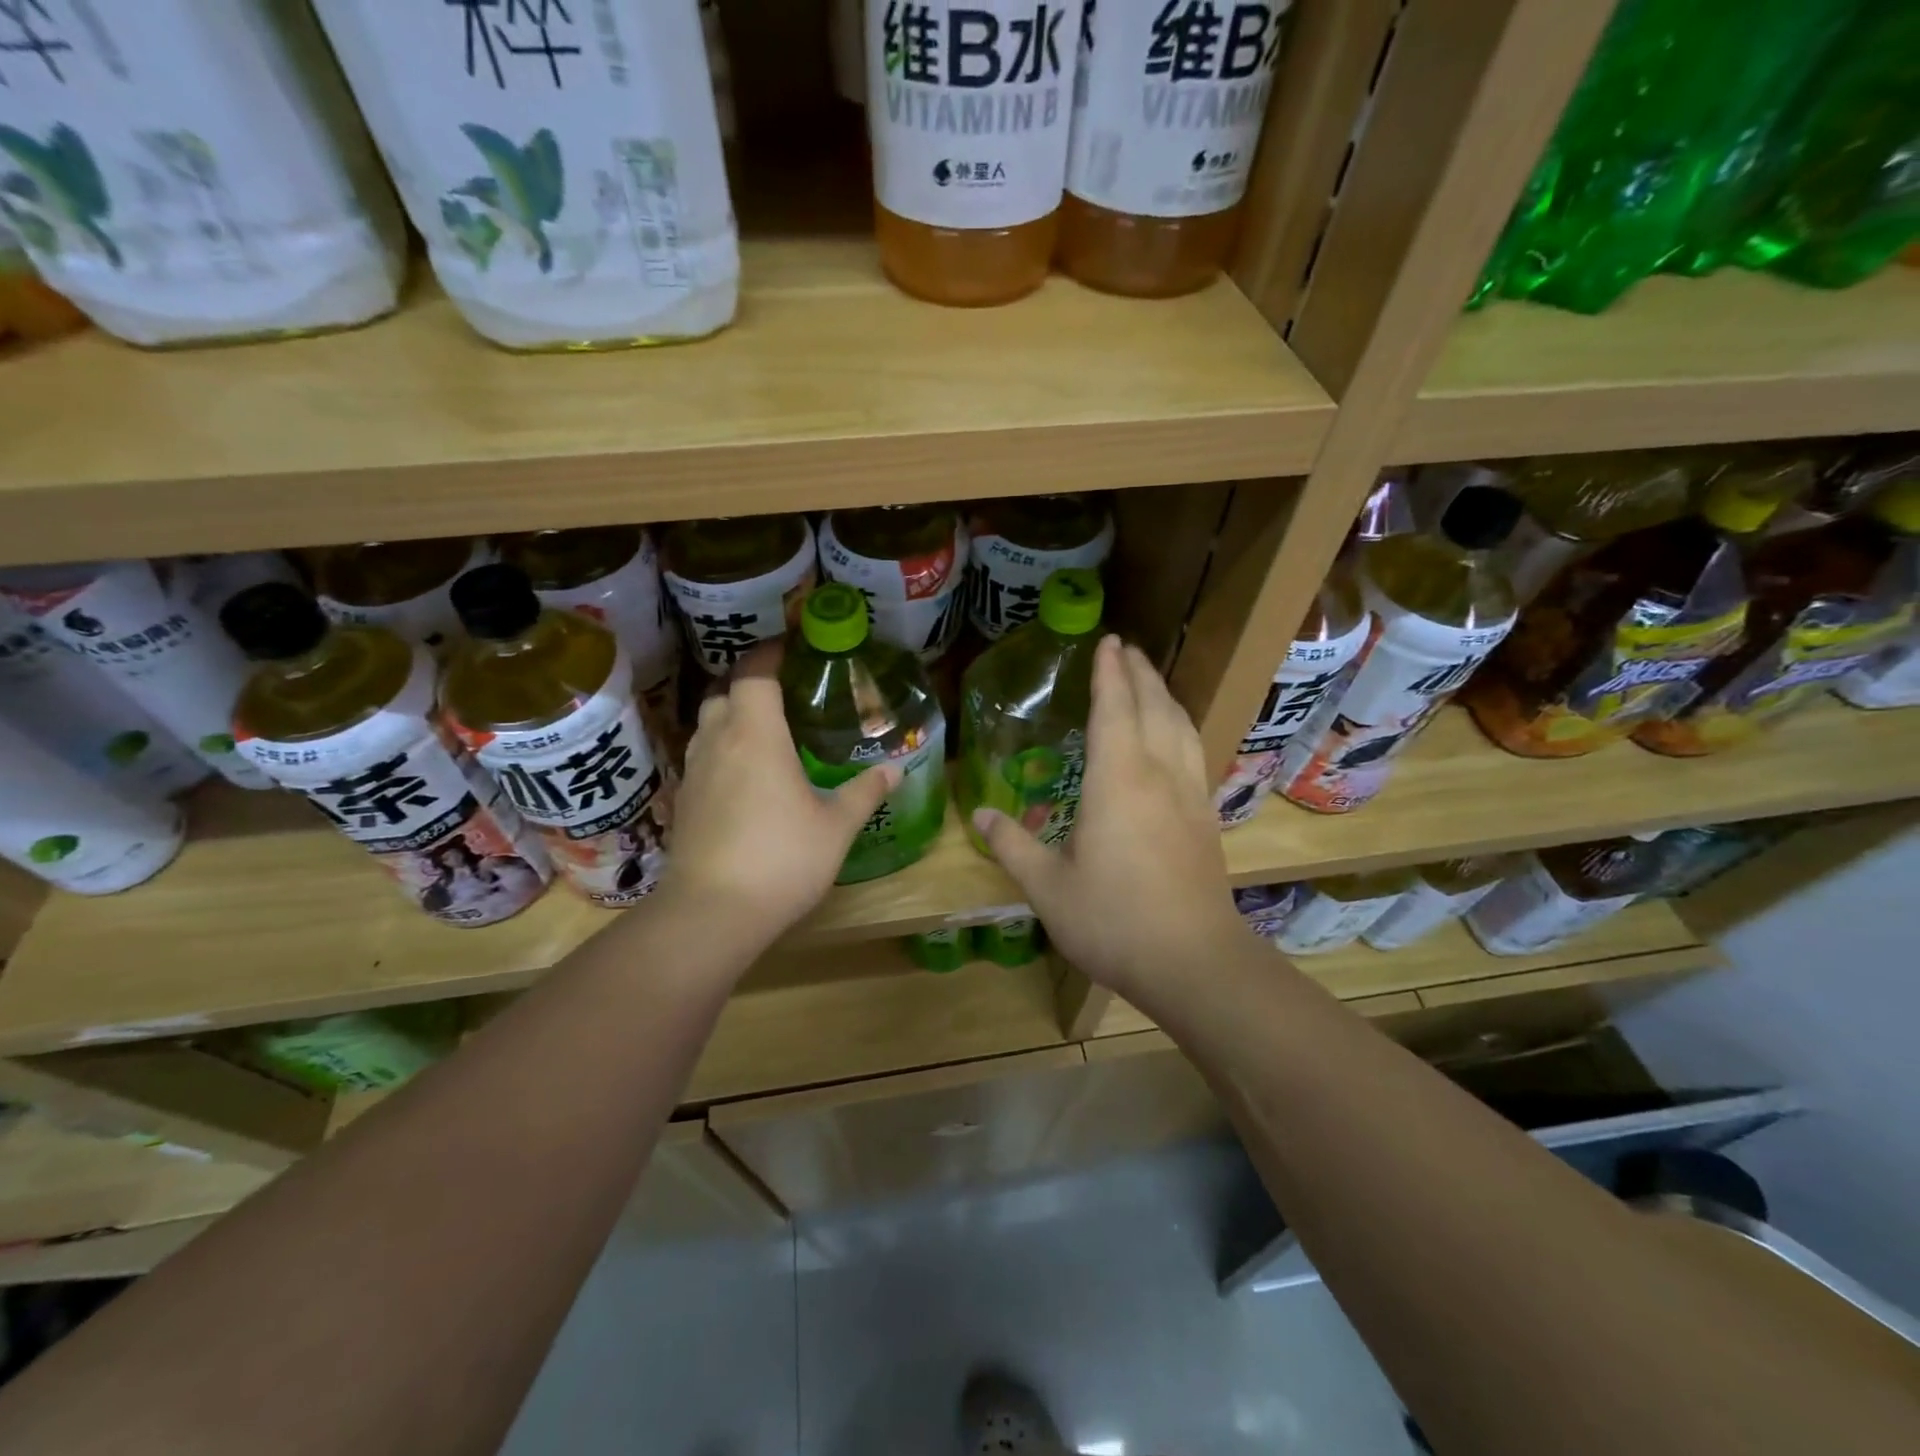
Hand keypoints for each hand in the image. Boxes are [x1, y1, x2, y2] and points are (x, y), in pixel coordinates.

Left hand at [661, 644, 896, 949]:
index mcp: (756, 734)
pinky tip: (744, 778)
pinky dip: (721, 752)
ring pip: (707, 725)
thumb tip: (894, 769)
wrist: (712, 912)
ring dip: (731, 718)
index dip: (769, 653)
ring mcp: (694, 772)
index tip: (791, 648)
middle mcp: (718, 742)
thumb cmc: (782, 858)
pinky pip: (701, 758)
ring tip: (765, 734)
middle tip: (784, 695)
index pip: (754, 673)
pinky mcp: (683, 802)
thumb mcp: (836, 826)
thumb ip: (865, 792)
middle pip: (724, 693)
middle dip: (749, 685)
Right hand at [971, 636, 1249, 1005]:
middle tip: (1126, 648)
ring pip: (1181, 726)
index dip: (1109, 673)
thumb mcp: (1048, 887)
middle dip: (1140, 673)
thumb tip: (983, 814)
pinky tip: (1175, 737)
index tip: (1107, 641)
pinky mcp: (1206, 817)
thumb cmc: (1113, 920)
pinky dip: (1181, 726)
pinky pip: (1193, 751)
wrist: (1193, 960)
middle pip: (1153, 707)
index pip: (1114, 709)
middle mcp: (1158, 774)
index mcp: (1118, 780)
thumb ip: (1013, 845)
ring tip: (1150, 679)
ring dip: (1164, 695)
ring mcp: (1189, 794)